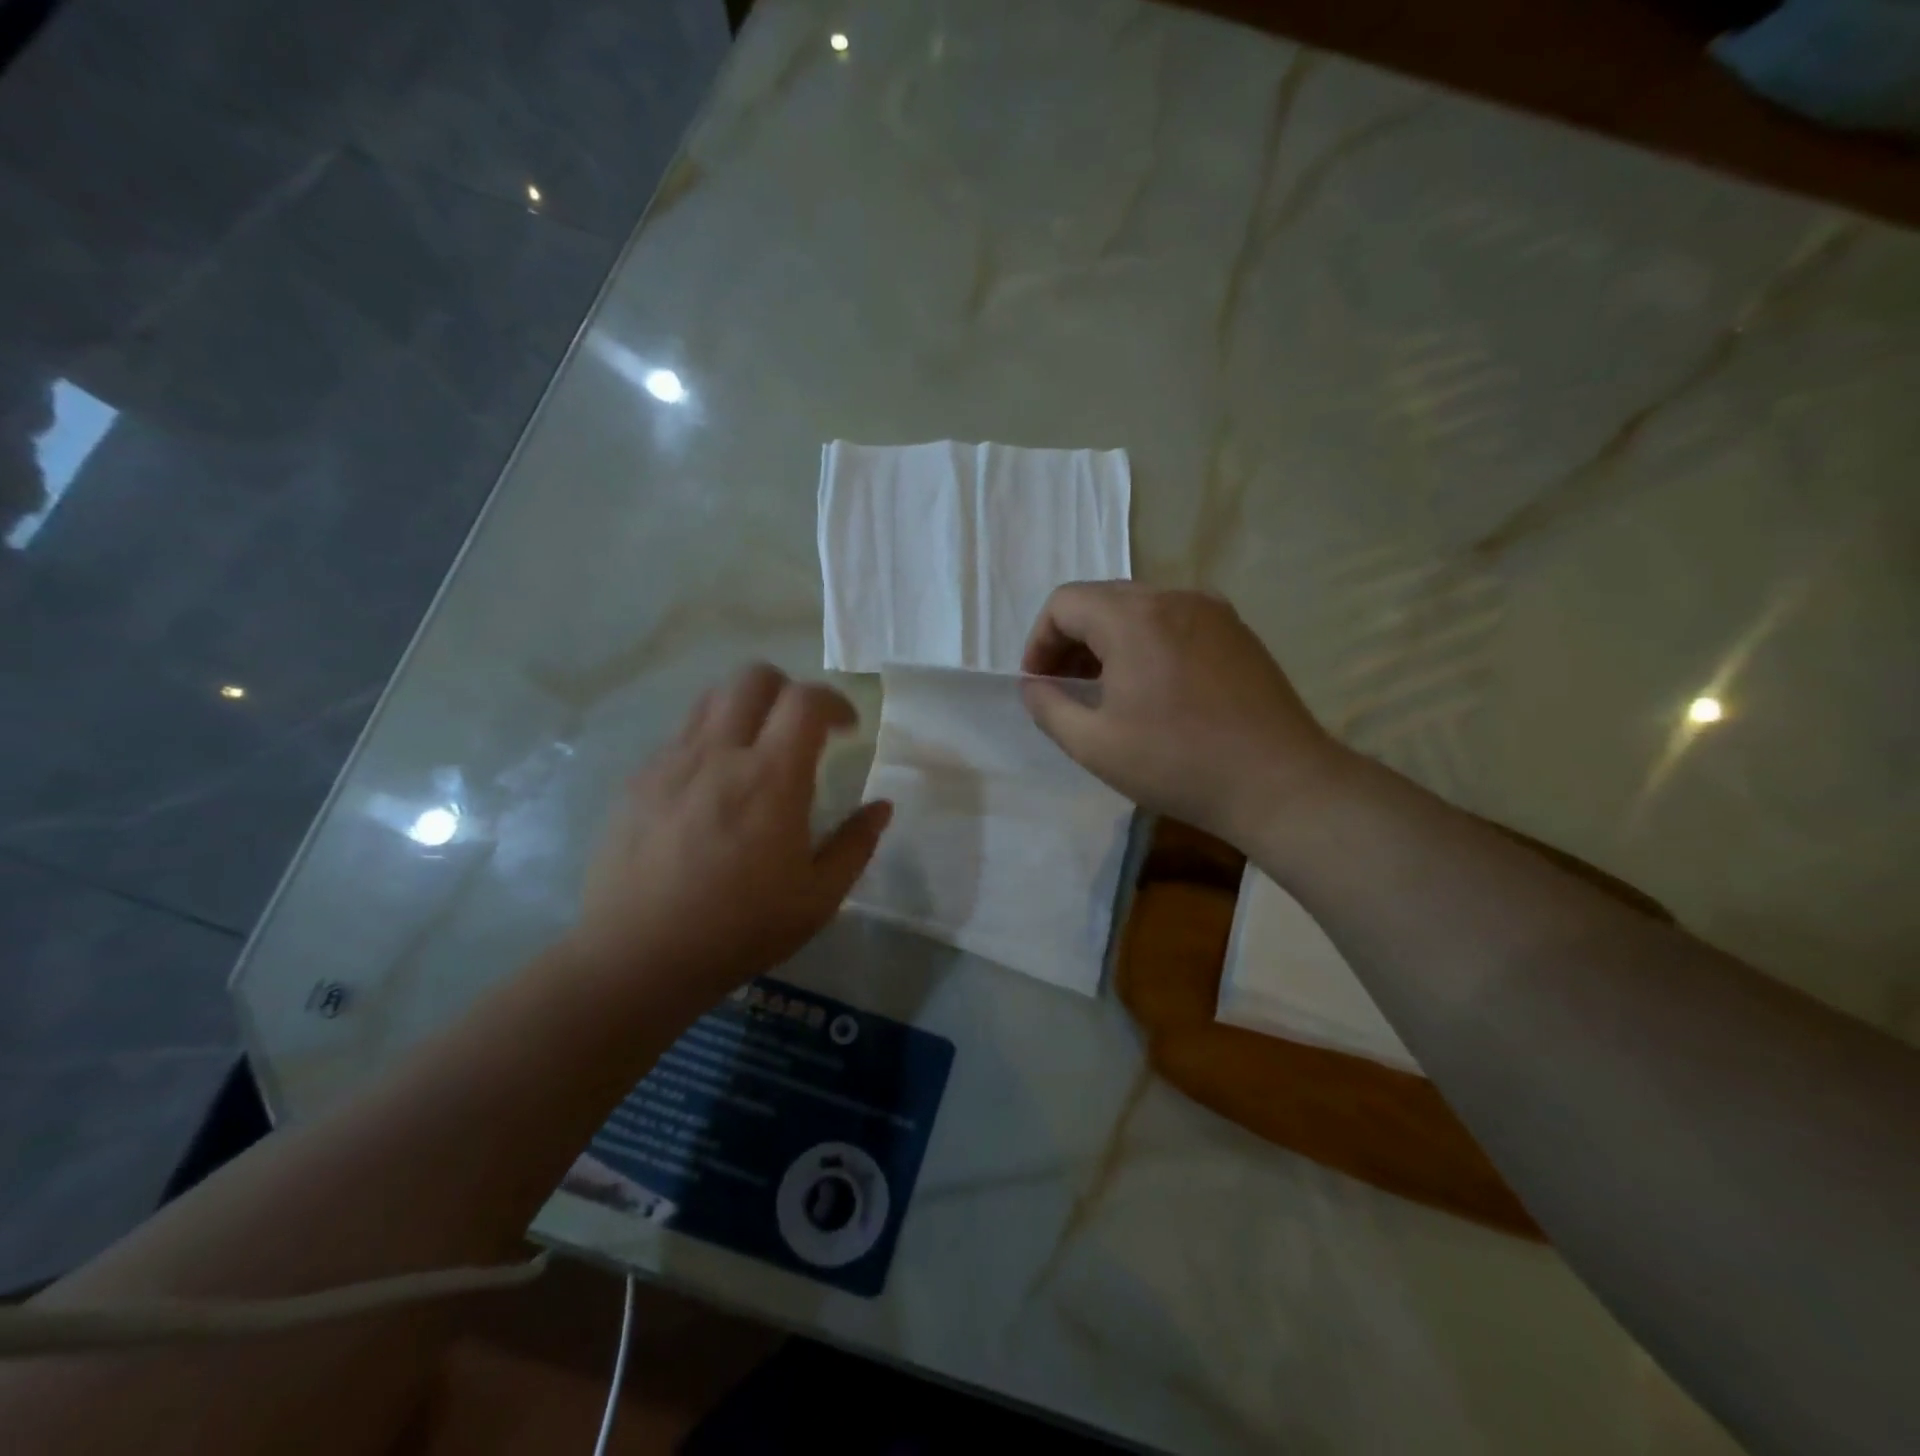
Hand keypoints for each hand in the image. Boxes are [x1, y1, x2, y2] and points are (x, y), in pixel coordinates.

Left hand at [566, 665, 891, 1006]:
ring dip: (746, 709)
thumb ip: (855, 845)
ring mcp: (672, 762)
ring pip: (712, 698)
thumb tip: (881, 807)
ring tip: (756, 751)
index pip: (806, 700)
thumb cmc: (739, 930)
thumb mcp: (818, 899)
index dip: (835, 702)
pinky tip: (712, 789)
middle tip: (801, 731)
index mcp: (771, 779)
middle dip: (788, 690)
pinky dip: (709, 741)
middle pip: (754, 677)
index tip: (847, 730)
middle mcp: (720, 754)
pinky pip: (681, 736)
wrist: (636, 958)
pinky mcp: (639, 780)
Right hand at [1020, 583, 1349, 846]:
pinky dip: (1148, 643)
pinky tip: (1153, 689)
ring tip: (1106, 689)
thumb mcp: (1093, 745)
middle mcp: (1173, 598)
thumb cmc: (1177, 763)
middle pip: (1102, 600)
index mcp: (1133, 617)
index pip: (1064, 603)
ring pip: (1140, 609)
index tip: (1038, 683)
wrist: (1279, 782)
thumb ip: (1048, 707)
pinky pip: (1175, 622)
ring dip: (1109, 641)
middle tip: (1065, 686)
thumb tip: (1033, 686)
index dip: (1039, 641)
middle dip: (1072, 640)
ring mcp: (1212, 611)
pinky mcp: (1238, 632)